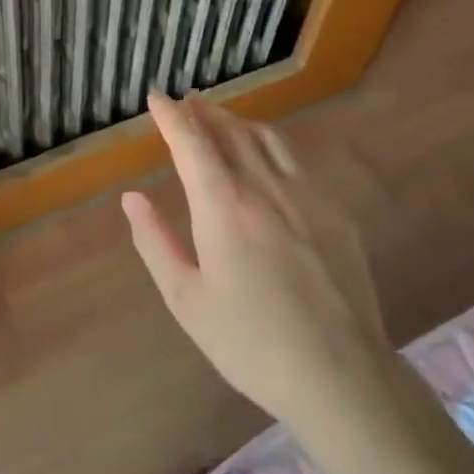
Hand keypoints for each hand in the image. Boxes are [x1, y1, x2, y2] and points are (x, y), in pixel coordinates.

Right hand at [123, 92, 391, 431]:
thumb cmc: (250, 343)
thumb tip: (132, 197)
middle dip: (205, 111)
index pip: (192, 143)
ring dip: (240, 122)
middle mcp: (265, 188)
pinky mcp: (336, 215)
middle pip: (231, 132)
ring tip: (223, 120)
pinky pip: (297, 164)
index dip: (171, 116)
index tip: (157, 97)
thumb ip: (155, 242)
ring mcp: (307, 197)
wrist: (341, 375)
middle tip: (188, 100)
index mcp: (223, 207)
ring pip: (269, 140)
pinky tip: (269, 161)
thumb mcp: (186, 300)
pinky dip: (271, 147)